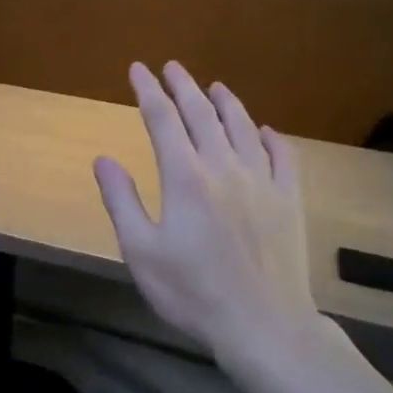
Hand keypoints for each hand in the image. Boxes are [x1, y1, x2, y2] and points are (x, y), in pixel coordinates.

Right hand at [94, 62, 316, 353]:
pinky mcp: (289, 200)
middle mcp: (225, 167)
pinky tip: (265, 131)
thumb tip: (103, 159)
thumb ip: (121, 201)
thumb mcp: (140, 252)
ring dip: (226, 102)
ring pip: (243, 127)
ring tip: (214, 86)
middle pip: (202, 114)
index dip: (148, 90)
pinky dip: (271, 137)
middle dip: (184, 86)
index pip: (162, 119)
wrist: (264, 325)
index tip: (137, 68)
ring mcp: (262, 181)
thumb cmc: (193, 293)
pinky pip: (282, 156)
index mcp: (185, 177)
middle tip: (171, 67)